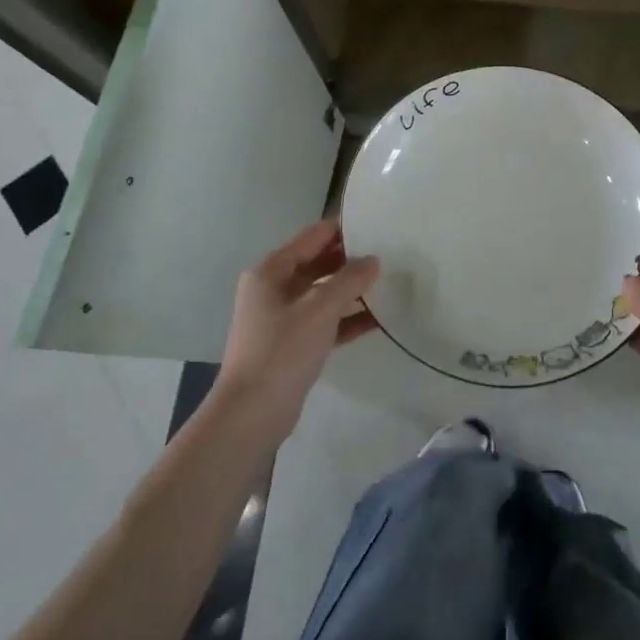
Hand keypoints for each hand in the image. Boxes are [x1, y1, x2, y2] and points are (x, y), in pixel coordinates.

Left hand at [209, 219, 377, 445]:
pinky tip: (376, 320)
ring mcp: (281, 318)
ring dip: (350, 290)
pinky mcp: (291, 345)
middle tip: (387, 254)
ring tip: (387, 284)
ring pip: (321, 294)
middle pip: (316, 264)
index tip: (375, 225)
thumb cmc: (282, 351)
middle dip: (349, 260)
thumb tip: (373, 261)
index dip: (341, 230)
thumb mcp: (320, 310)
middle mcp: (273, 289)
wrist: (252, 413)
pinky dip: (345, 319)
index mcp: (271, 272)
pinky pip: (324, 322)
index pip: (311, 237)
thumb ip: (348, 280)